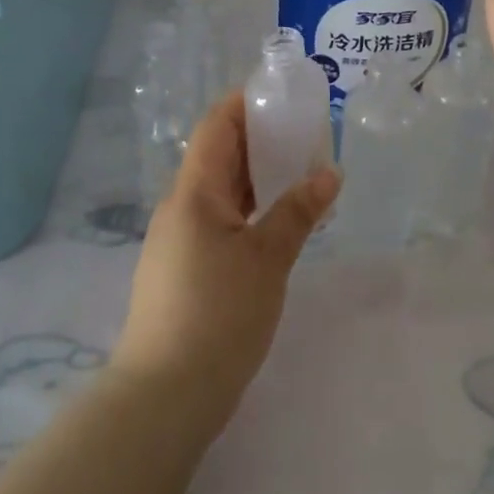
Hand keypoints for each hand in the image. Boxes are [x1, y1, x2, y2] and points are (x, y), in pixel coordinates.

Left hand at [112, 92, 339, 441]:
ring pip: (222, 190)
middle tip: (308, 135)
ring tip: (302, 174)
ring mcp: (179, 239)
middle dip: (262, 139)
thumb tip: (329, 174)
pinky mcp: (184, 268)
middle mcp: (181, 206)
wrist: (164, 398)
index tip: (285, 95)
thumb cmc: (217, 314)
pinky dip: (251, 209)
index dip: (247, 102)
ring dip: (259, 177)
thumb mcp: (267, 259)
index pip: (217, 125)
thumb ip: (298, 212)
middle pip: (220, 155)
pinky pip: (221, 220)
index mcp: (194, 191)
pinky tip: (279, 223)